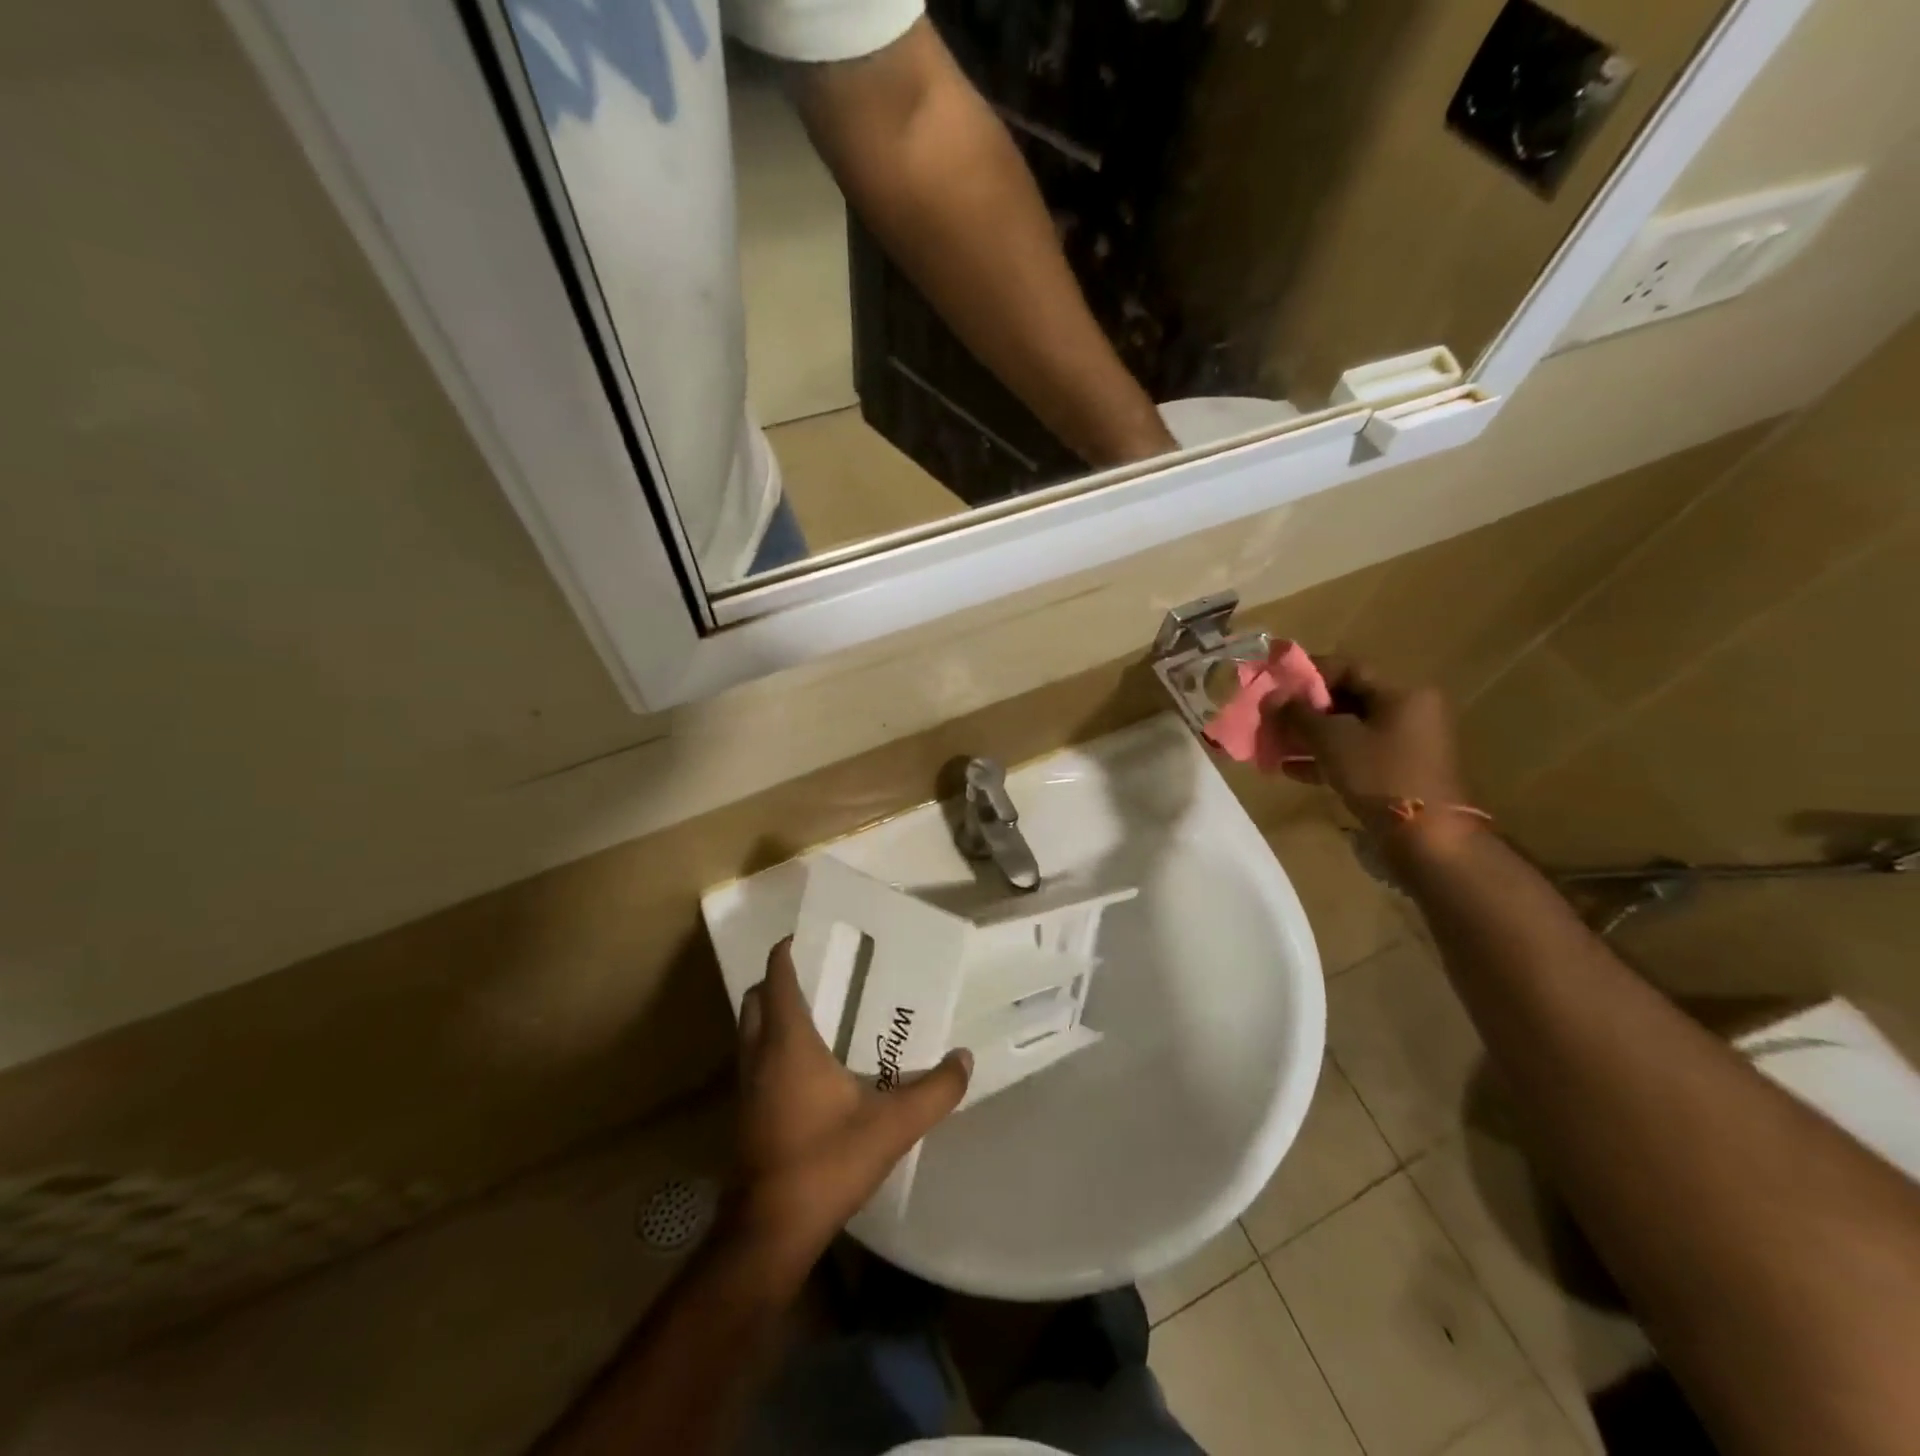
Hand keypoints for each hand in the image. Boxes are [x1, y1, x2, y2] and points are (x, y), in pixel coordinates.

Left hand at [729, 939, 970, 1275]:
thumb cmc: (826, 1163)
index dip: (789, 950)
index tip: (815, 936)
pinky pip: (753, 1057)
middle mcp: (759, 1053)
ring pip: (750, 1028)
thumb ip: (935, 1089)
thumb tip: (964, 1058)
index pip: (777, 976)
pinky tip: (809, 1065)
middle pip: (757, 997)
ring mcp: (746, 1084)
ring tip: (820, 1013)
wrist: (769, 1231)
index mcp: (788, 1041)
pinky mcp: (744, 1110)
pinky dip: (772, 1044)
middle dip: (781, 979)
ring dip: (774, 1013)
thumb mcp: (893, 1125)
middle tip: (823, 975)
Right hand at [1263, 657, 1470, 835]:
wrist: (1428, 839)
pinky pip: (1354, 755)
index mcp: (1402, 694)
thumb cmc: (1381, 776)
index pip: (1348, 669)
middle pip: (1346, 700)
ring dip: (1309, 736)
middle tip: (1270, 717)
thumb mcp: (1334, 740)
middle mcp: (1408, 712)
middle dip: (1304, 709)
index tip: (1274, 683)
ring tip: (1274, 745)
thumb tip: (1272, 697)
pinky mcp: (1397, 772)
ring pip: (1347, 730)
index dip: (1307, 673)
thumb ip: (1299, 715)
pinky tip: (1291, 769)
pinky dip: (1324, 758)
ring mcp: (1404, 745)